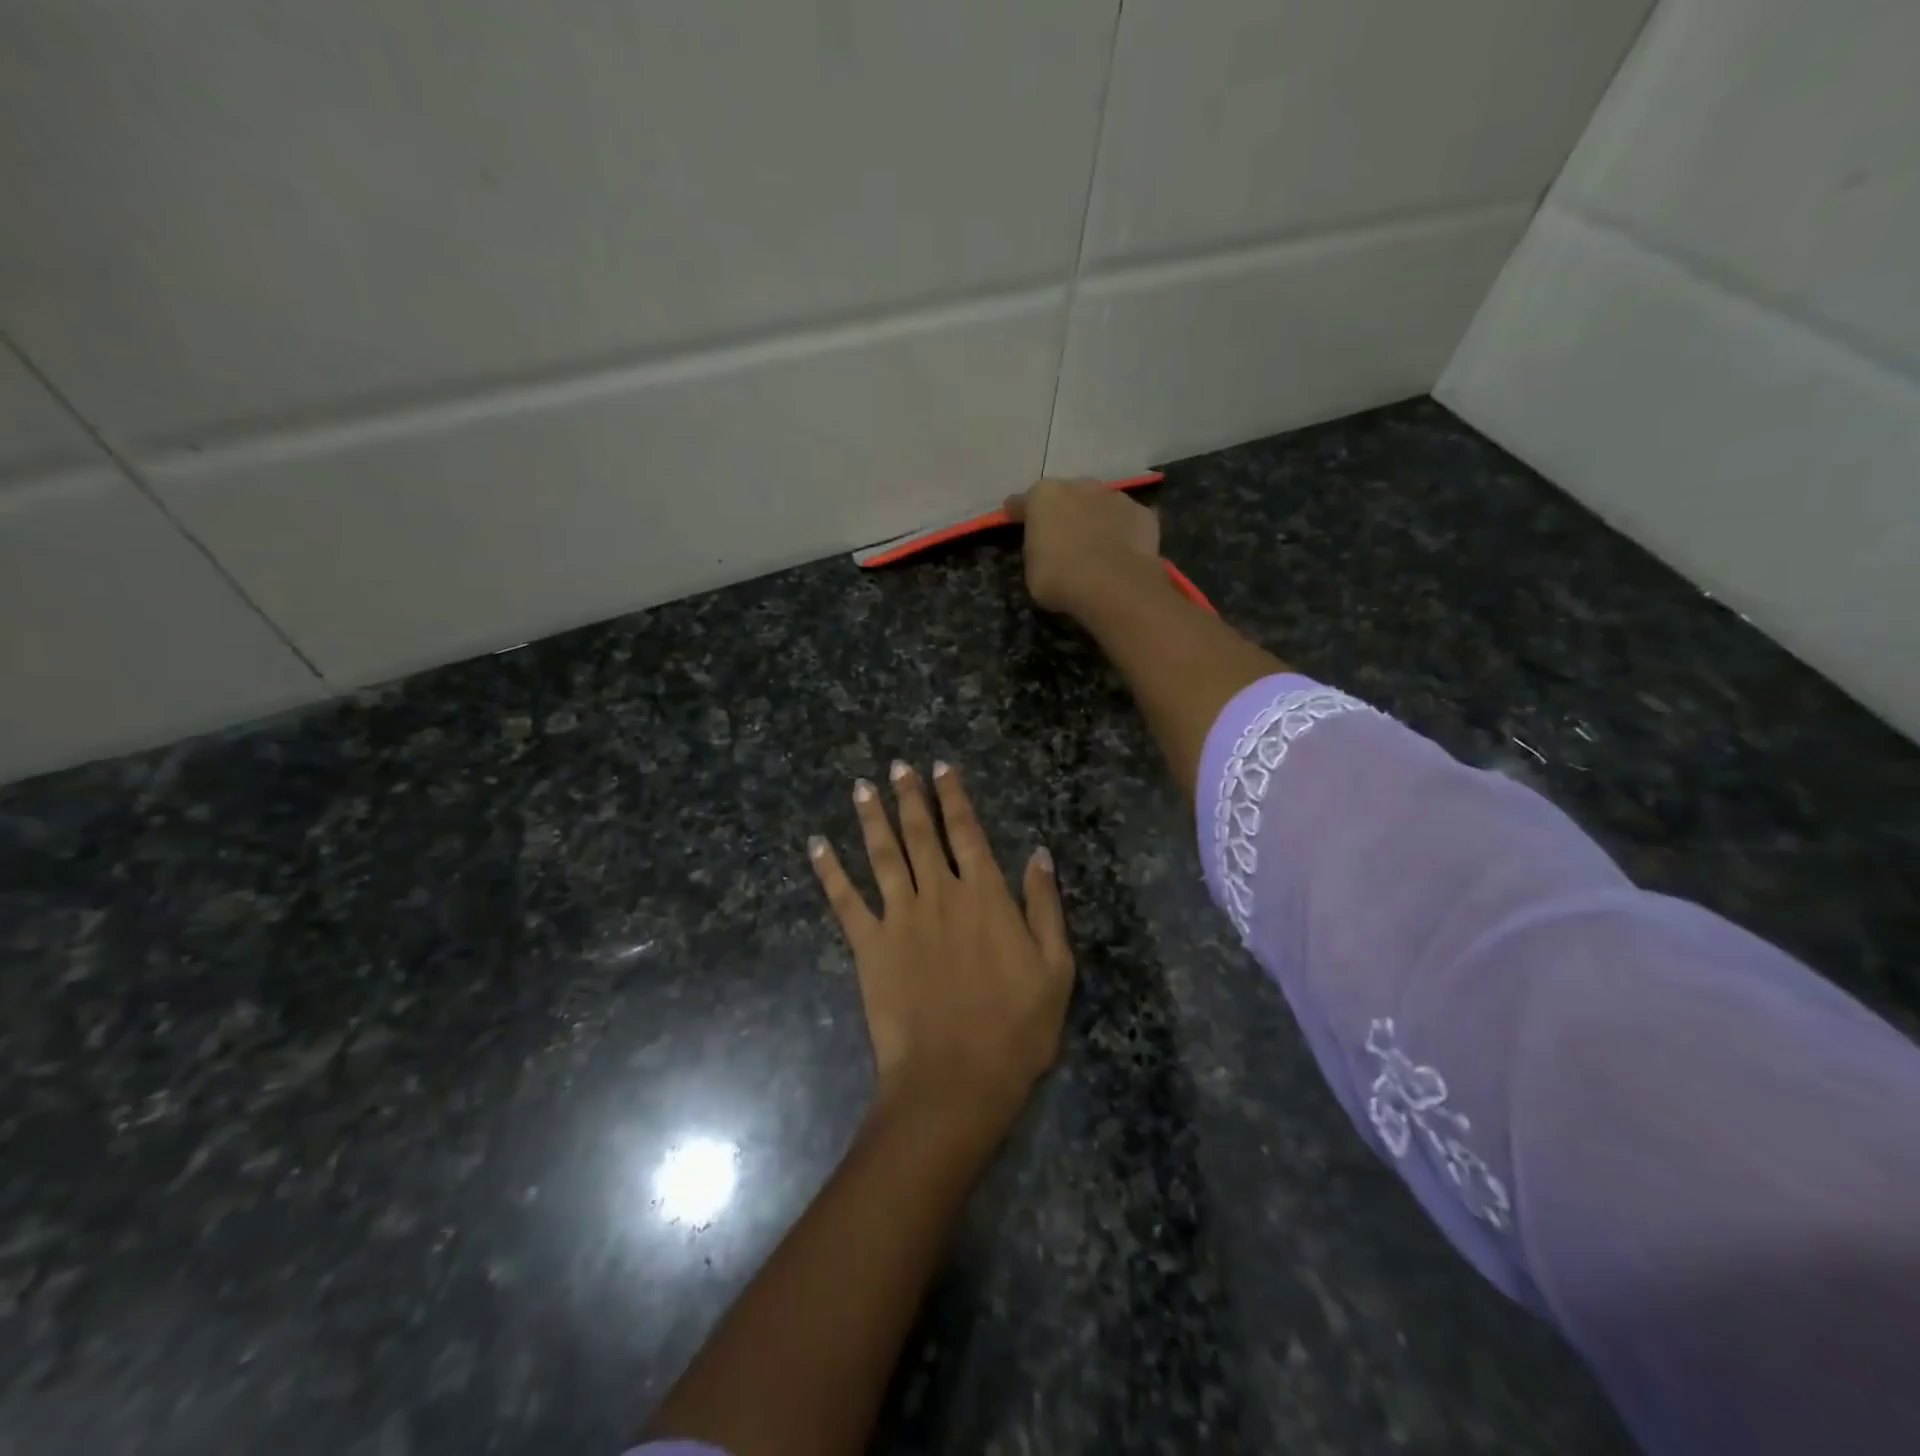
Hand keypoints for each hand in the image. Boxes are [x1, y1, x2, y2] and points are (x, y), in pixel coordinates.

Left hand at [809, 761, 1074, 1129]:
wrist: (956, 1079)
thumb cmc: (1015, 1027)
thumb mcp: (1055, 967)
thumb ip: (1044, 905)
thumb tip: (1039, 853)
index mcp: (984, 894)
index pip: (966, 831)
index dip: (954, 796)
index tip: (941, 767)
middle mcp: (938, 893)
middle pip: (920, 833)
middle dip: (910, 796)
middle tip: (898, 766)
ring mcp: (899, 917)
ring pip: (883, 854)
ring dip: (871, 818)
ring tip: (861, 787)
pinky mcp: (869, 945)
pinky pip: (845, 900)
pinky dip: (829, 870)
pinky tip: (817, 846)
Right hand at [1004, 477, 1164, 616]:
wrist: (1113, 585)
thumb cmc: (1060, 577)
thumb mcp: (1032, 570)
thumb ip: (1037, 550)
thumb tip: (1046, 549)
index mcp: (1043, 497)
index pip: (1023, 502)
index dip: (1018, 512)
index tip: (1013, 518)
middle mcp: (1079, 487)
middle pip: (1066, 496)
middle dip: (1062, 511)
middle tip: (1061, 534)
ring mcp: (1114, 497)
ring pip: (1099, 504)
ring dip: (1094, 518)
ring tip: (1095, 544)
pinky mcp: (1142, 514)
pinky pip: (1126, 521)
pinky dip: (1122, 531)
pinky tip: (1121, 551)